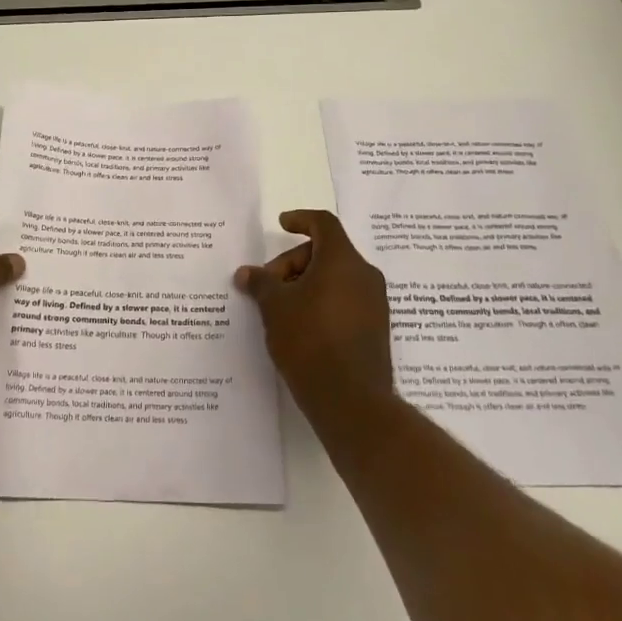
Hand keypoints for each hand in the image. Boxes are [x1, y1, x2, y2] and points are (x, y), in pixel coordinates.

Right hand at [235, 209, 393, 405]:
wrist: (351, 401)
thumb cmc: (310, 341)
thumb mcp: (275, 307)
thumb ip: (261, 283)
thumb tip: (246, 273)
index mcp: (342, 260)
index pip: (324, 224)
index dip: (301, 219)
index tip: (281, 224)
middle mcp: (364, 275)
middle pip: (327, 252)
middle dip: (293, 263)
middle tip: (268, 285)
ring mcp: (374, 304)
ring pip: (336, 278)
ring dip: (306, 284)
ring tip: (280, 308)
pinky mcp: (375, 329)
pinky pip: (345, 300)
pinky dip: (322, 302)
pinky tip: (300, 326)